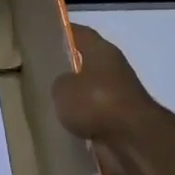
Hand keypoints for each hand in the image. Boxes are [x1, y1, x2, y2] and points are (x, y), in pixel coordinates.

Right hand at [51, 25, 174, 174]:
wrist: (134, 141)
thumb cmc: (97, 102)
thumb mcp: (63, 87)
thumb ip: (60, 82)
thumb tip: (65, 86)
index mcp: (102, 51)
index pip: (80, 33)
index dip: (62, 32)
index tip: (43, 36)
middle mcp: (113, 69)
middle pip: (86, 63)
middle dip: (67, 68)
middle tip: (41, 72)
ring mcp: (119, 97)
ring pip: (90, 92)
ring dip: (76, 98)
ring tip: (49, 102)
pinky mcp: (121, 123)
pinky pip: (95, 117)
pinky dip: (83, 121)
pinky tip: (63, 126)